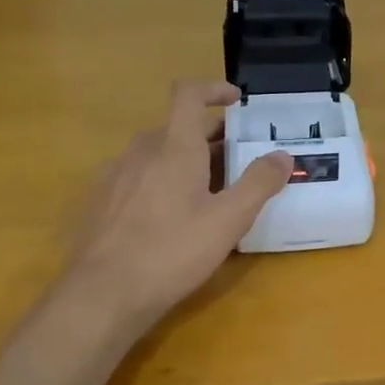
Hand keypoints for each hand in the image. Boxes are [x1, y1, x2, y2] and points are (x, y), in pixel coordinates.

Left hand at [54, 80, 291, 337]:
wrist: (102, 295)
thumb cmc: (172, 251)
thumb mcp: (229, 220)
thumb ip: (259, 183)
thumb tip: (283, 155)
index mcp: (174, 148)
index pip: (188, 95)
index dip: (213, 89)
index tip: (237, 101)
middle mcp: (141, 152)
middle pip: (177, 127)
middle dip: (210, 136)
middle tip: (238, 159)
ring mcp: (115, 176)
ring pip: (156, 153)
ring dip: (185, 160)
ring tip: (209, 191)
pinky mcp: (101, 202)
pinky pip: (138, 177)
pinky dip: (161, 181)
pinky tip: (171, 217)